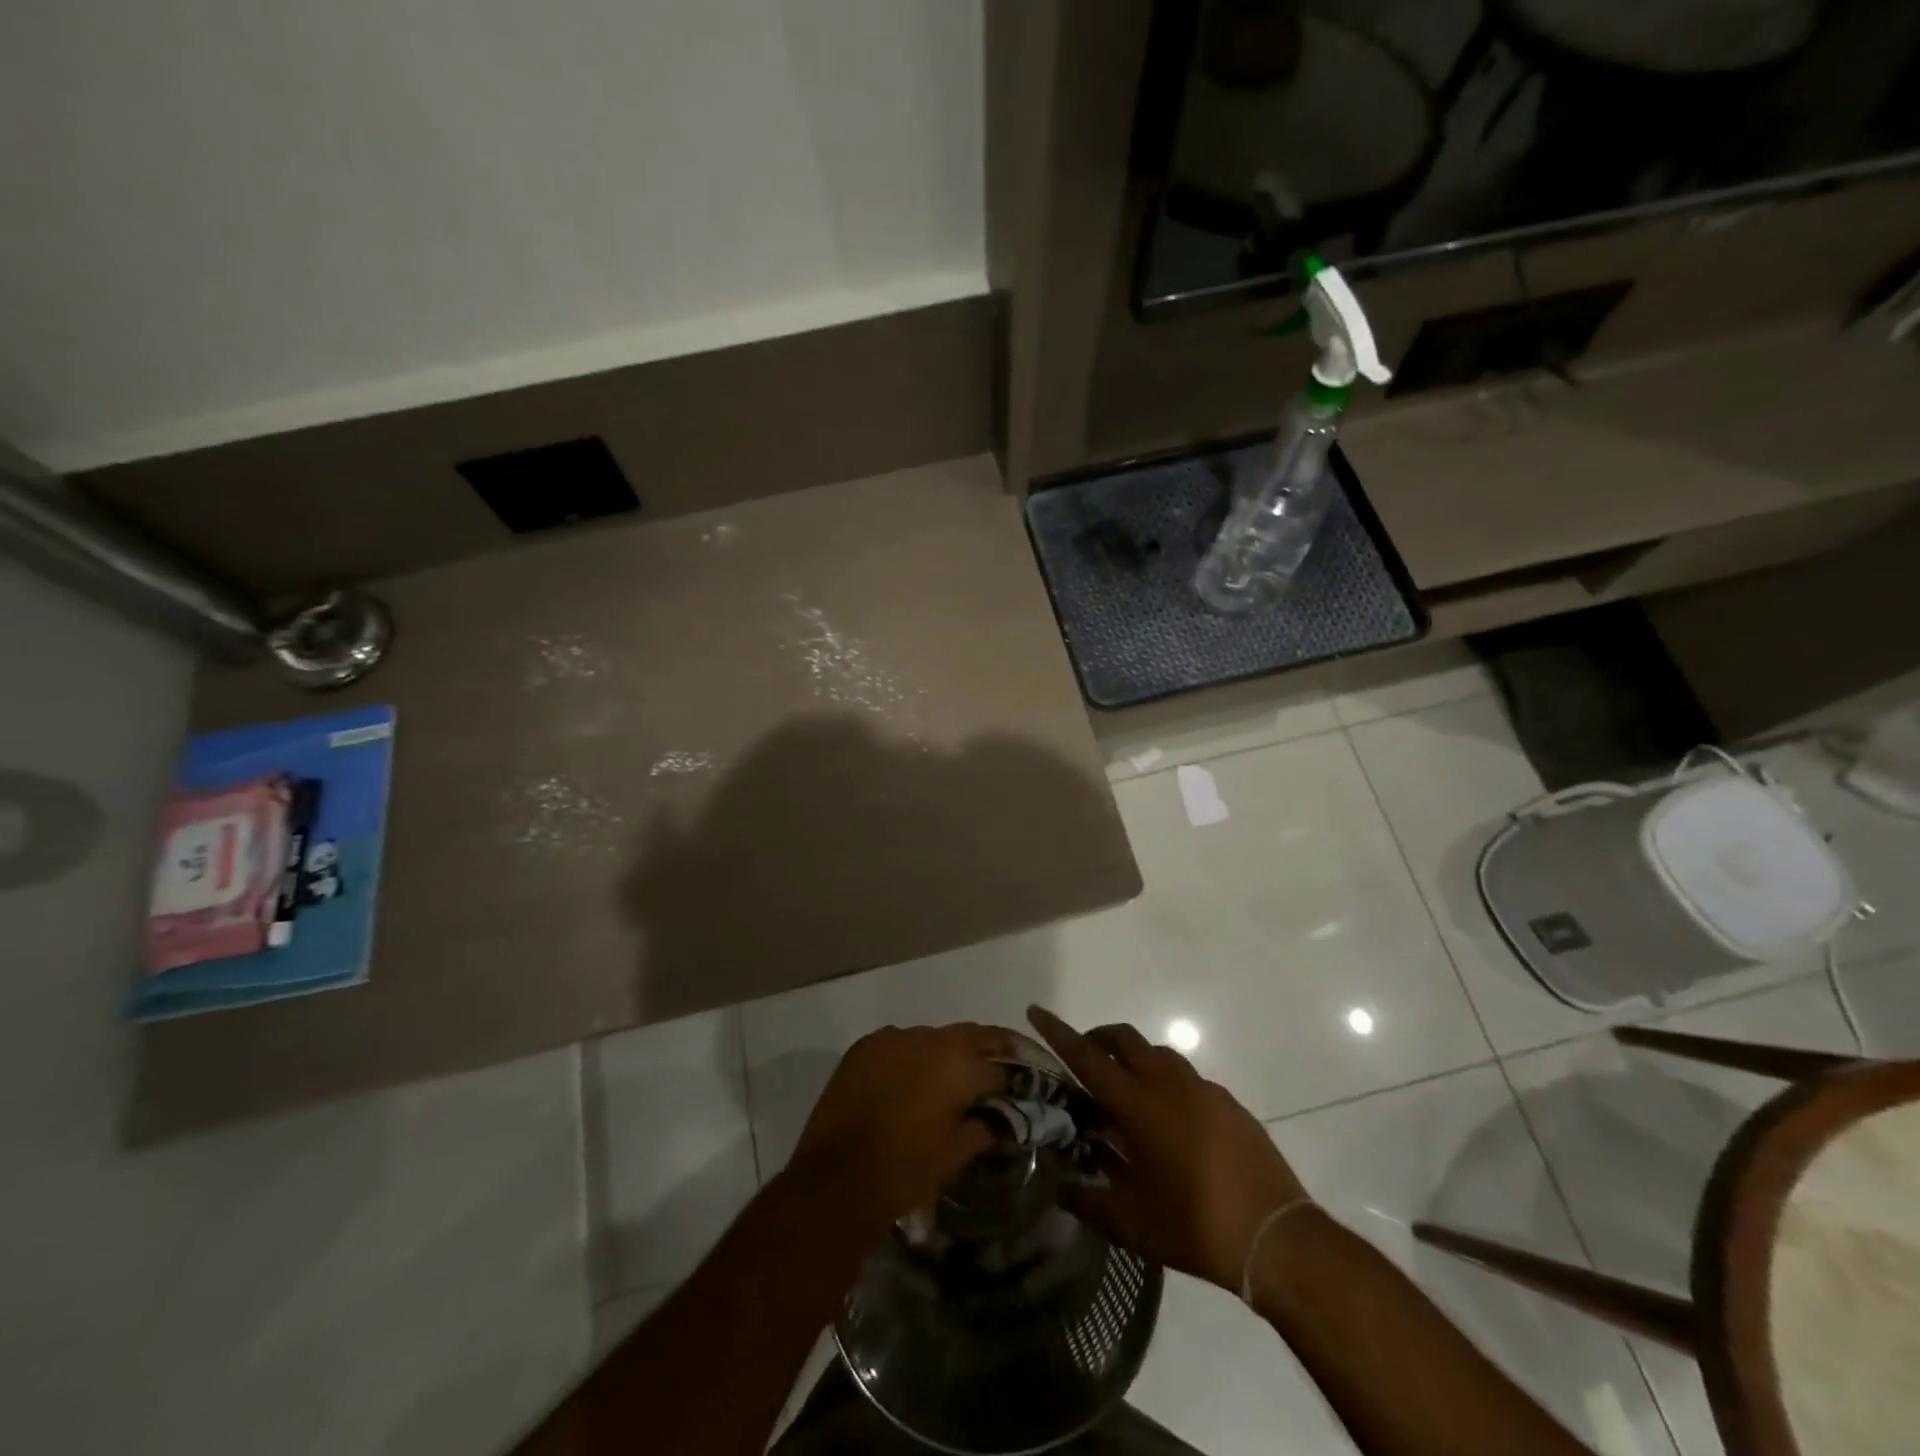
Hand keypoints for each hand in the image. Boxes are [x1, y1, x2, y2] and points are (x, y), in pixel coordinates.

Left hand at [786, 1023, 1013, 1238]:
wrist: (836, 1179)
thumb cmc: (906, 1170)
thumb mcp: (956, 1154)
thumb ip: (985, 1128)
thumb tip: (1000, 1119)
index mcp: (960, 1063)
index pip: (999, 1066)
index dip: (1012, 1083)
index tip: (1016, 1096)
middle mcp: (930, 1038)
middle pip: (973, 1036)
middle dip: (989, 1051)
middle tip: (997, 1072)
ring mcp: (894, 1037)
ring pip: (934, 1038)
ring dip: (947, 1055)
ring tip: (947, 1082)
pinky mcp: (865, 1046)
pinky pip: (900, 1044)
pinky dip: (911, 1057)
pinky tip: (908, 1083)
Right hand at [1027, 1006, 1308, 1291]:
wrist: (1276, 1236)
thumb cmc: (1195, 1226)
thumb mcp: (1132, 1224)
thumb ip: (1088, 1201)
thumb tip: (1059, 1186)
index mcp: (1137, 1105)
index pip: (1086, 1057)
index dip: (1058, 1032)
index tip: (1036, 1010)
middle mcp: (1167, 1083)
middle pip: (1124, 1037)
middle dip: (1098, 1037)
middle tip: (1085, 1059)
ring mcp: (1202, 1089)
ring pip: (1157, 1052)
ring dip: (1134, 1058)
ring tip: (1127, 1095)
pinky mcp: (1228, 1102)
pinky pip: (1186, 1077)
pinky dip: (1166, 1082)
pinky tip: (1171, 1123)